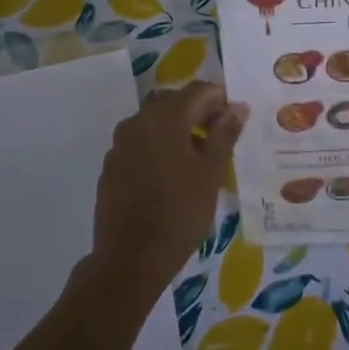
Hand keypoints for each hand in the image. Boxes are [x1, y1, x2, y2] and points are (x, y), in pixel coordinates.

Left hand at [81, 81, 247, 308]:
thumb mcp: (211, 174)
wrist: (130, 258)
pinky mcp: (111, 166)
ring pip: (154, 124)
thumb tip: (237, 107)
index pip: (199, 90)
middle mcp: (137, 122)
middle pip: (174, 103)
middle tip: (220, 141)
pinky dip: (158, 149)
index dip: (221, 100)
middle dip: (199, 114)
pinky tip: (170, 178)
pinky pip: (139, 145)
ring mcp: (119, 144)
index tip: (236, 122)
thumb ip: (224, 135)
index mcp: (165, 118)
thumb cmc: (180, 213)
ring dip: (177, 131)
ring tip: (197, 161)